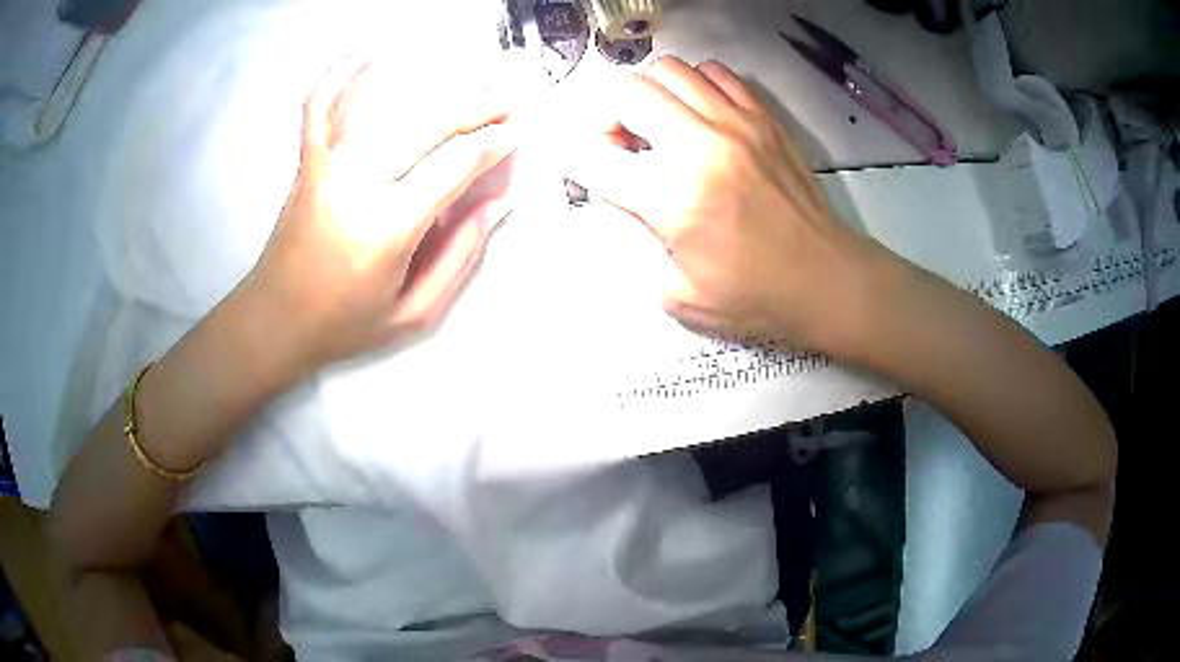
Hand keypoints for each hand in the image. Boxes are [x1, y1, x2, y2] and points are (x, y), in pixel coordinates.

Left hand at [247, 57, 515, 370]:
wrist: (273, 321)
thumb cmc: (343, 324)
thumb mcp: (413, 313)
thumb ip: (460, 257)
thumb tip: (497, 204)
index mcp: (388, 227)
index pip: (454, 166)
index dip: (494, 144)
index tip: (519, 132)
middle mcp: (358, 184)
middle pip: (429, 126)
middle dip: (479, 108)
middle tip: (511, 100)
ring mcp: (328, 166)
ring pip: (387, 109)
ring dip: (435, 89)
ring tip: (469, 80)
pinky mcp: (307, 162)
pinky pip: (320, 108)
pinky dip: (339, 78)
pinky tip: (364, 55)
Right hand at [554, 56, 875, 351]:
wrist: (825, 277)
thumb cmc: (753, 295)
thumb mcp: (676, 293)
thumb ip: (631, 242)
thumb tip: (614, 196)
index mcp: (673, 198)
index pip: (593, 156)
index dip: (576, 160)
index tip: (588, 171)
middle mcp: (700, 146)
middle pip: (624, 92)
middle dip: (606, 116)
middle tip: (620, 143)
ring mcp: (736, 123)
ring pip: (667, 70)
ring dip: (649, 94)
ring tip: (659, 124)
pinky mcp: (763, 117)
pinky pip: (714, 72)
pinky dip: (693, 85)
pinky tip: (698, 114)